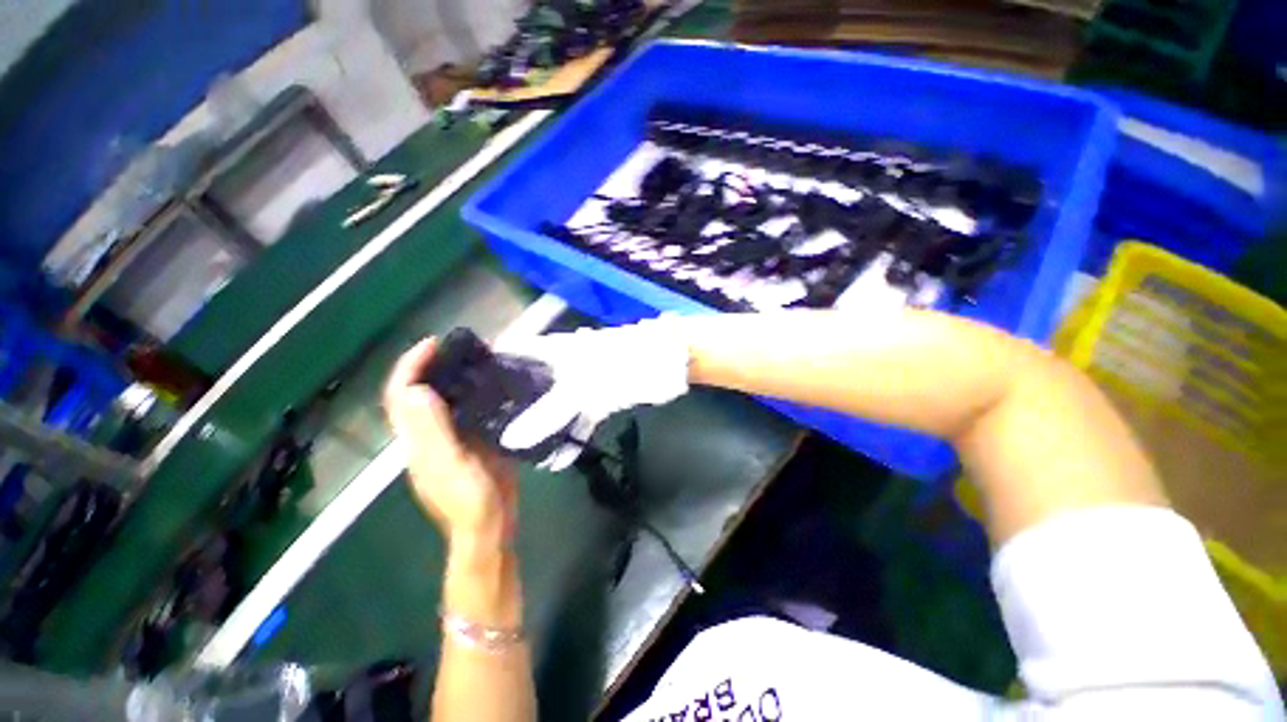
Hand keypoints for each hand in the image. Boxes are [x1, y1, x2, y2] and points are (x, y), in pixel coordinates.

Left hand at [385, 339, 517, 548]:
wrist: (490, 527)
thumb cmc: (469, 500)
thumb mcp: (450, 464)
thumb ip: (432, 430)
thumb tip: (415, 389)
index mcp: (417, 441)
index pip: (401, 396)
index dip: (410, 367)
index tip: (433, 344)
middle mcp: (427, 436)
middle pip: (417, 394)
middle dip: (428, 366)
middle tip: (455, 347)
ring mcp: (450, 440)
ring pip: (441, 401)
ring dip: (450, 376)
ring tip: (473, 359)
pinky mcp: (471, 443)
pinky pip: (465, 410)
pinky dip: (471, 392)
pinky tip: (489, 384)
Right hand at [496, 317, 691, 469]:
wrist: (663, 364)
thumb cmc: (618, 366)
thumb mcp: (579, 389)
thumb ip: (546, 413)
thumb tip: (509, 440)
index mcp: (552, 351)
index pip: (511, 357)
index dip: (489, 374)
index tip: (467, 397)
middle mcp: (561, 364)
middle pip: (529, 384)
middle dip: (512, 407)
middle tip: (488, 435)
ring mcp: (581, 380)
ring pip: (554, 404)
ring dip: (543, 426)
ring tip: (519, 452)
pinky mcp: (599, 396)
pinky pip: (579, 416)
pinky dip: (570, 434)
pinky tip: (557, 458)